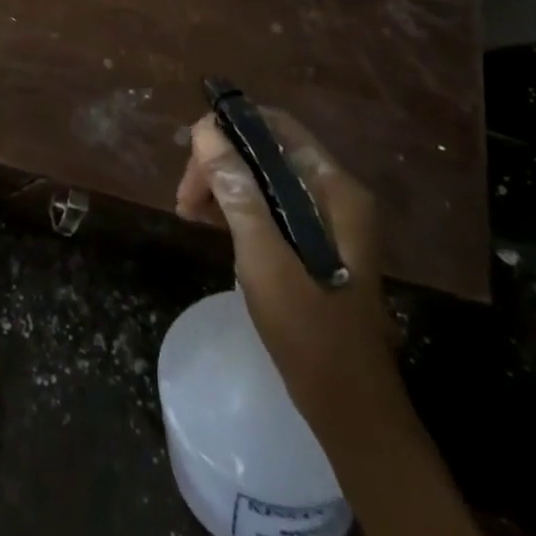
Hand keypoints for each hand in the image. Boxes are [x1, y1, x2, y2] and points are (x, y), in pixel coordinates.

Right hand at [175, 106, 394, 421]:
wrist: (351, 409)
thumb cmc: (310, 333)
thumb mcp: (264, 258)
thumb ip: (237, 193)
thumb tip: (205, 133)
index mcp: (335, 189)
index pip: (277, 127)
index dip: (230, 128)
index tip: (190, 154)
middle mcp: (335, 194)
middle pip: (267, 151)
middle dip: (220, 163)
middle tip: (185, 198)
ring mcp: (327, 219)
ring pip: (264, 177)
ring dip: (223, 185)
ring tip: (188, 212)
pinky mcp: (315, 242)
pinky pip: (269, 204)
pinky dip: (236, 207)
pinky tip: (210, 224)